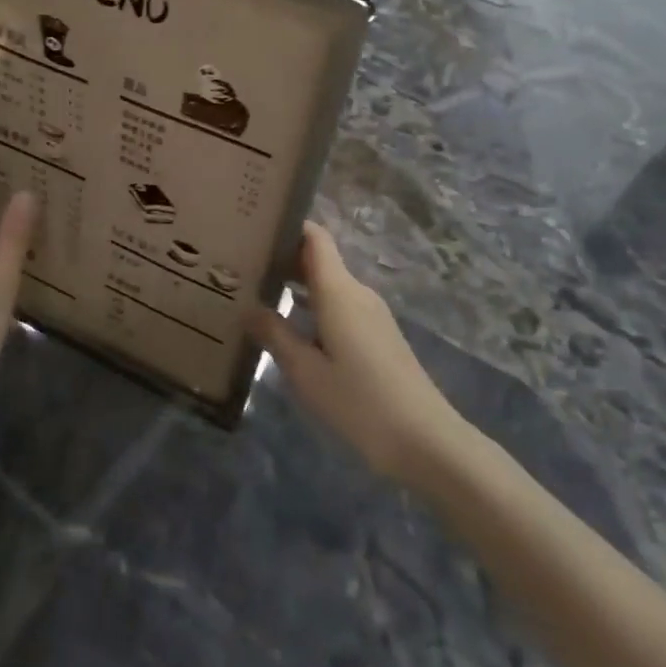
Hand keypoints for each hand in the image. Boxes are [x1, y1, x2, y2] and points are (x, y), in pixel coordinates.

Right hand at [248, 222, 466, 483]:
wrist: (424, 440)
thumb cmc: (359, 402)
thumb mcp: (306, 372)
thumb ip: (275, 334)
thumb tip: (247, 307)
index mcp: (339, 291)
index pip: (314, 237)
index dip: (286, 225)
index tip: (254, 226)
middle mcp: (357, 292)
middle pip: (318, 258)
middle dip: (282, 256)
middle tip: (241, 265)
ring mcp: (371, 313)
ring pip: (328, 284)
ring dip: (296, 283)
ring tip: (256, 293)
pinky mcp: (377, 334)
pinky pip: (339, 305)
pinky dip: (313, 305)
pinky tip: (291, 326)